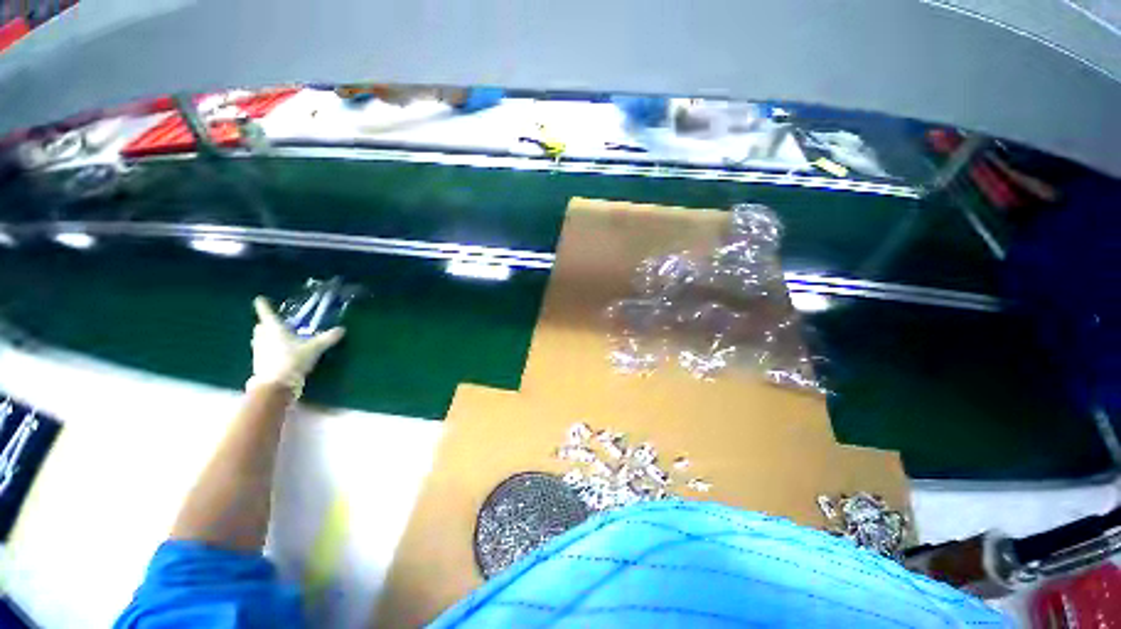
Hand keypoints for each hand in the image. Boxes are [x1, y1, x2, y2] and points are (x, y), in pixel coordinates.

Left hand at [247, 296, 344, 397]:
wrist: (276, 384)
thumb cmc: (293, 359)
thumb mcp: (315, 348)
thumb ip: (327, 338)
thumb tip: (342, 329)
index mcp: (274, 329)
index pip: (267, 313)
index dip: (264, 306)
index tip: (259, 299)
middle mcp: (263, 337)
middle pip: (261, 327)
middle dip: (265, 324)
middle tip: (272, 323)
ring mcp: (259, 351)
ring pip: (259, 339)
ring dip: (265, 337)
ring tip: (275, 337)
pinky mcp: (259, 363)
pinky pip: (262, 351)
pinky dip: (268, 349)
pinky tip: (277, 353)